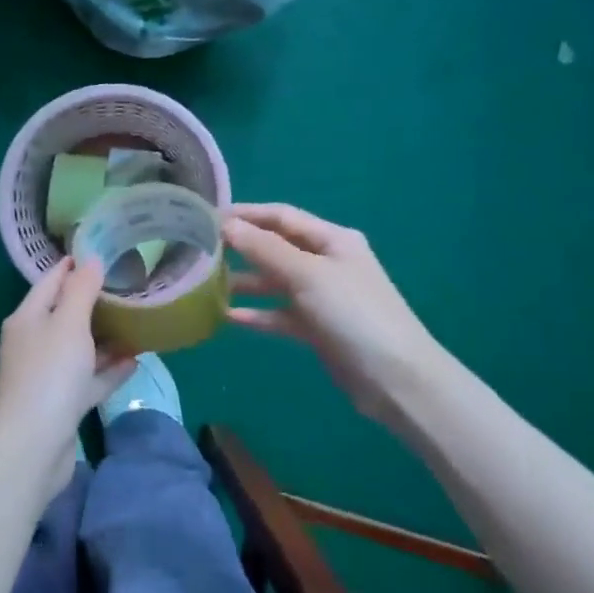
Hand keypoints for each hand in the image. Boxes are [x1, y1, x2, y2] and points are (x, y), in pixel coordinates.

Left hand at [0, 258, 137, 497]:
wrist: (34, 445)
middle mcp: (33, 343)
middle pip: (64, 315)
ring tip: (137, 323)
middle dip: (94, 302)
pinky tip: (134, 361)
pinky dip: (108, 370)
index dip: (73, 266)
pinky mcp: (62, 404)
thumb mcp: (67, 324)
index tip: (102, 252)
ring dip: (104, 338)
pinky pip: (88, 380)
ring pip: (79, 349)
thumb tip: (90, 260)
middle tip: (129, 287)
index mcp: (27, 319)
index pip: (49, 282)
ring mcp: (47, 375)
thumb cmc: (50, 374)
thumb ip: (81, 291)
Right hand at [224, 203, 442, 422]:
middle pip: (276, 247)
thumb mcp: (308, 274)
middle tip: (198, 249)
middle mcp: (326, 262)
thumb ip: (265, 249)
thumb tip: (225, 224)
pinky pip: (278, 314)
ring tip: (205, 283)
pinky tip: (226, 316)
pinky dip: (256, 314)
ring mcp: (321, 296)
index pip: (281, 216)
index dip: (245, 214)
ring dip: (244, 281)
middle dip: (240, 247)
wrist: (395, 378)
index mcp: (332, 239)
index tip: (205, 217)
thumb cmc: (354, 314)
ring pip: (274, 282)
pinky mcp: (316, 327)